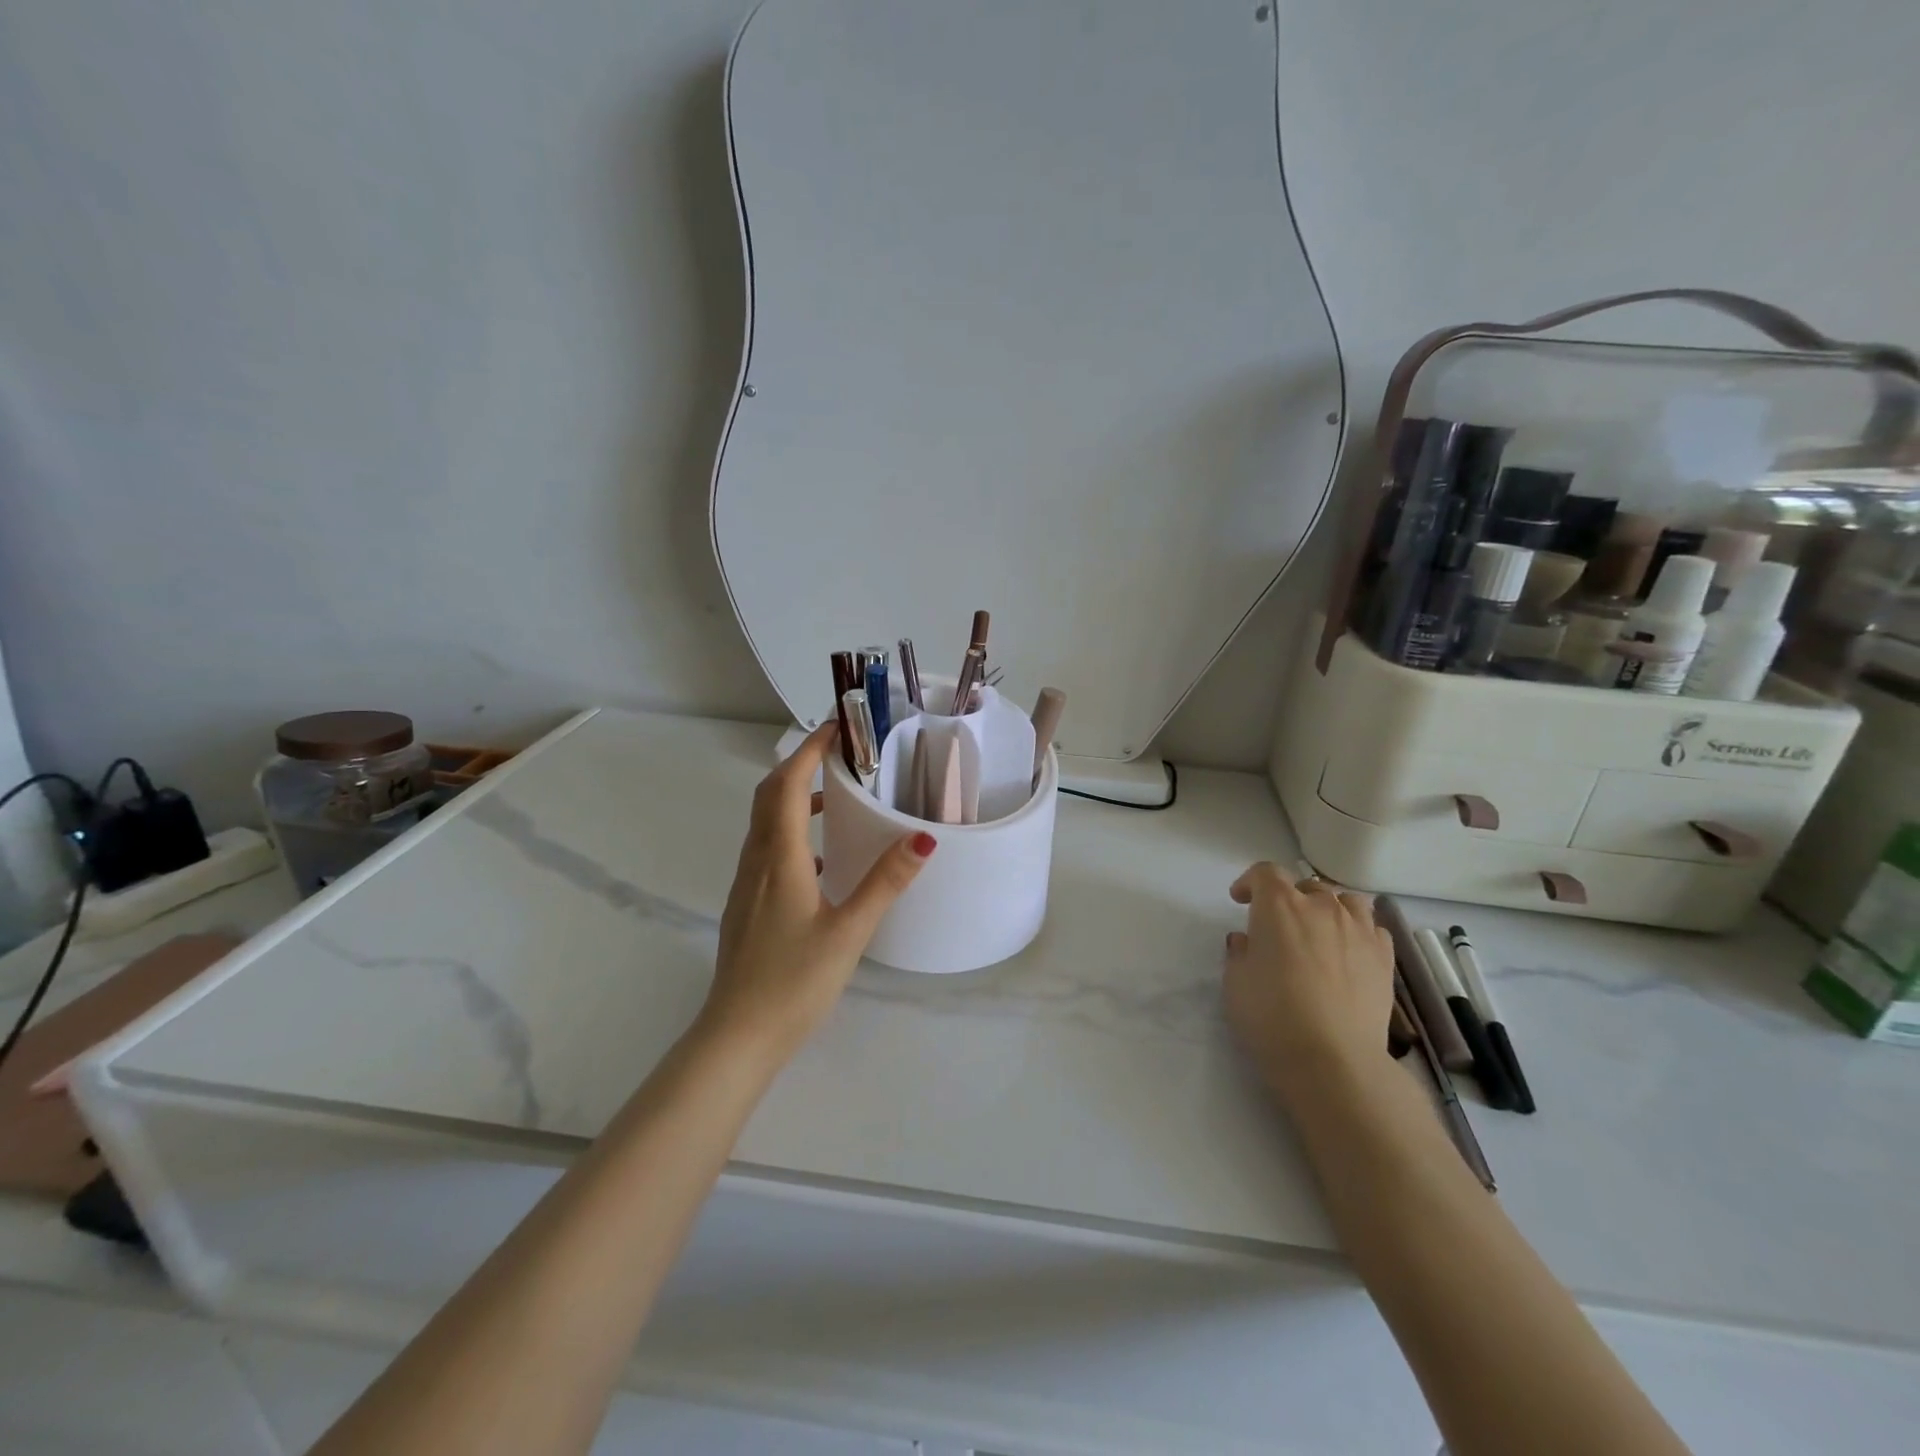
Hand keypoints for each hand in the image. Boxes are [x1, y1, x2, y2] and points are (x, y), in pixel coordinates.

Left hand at [699, 723, 936, 1061]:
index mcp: (778, 859)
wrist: (738, 1036)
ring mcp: (746, 884)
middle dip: (800, 765)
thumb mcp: (849, 931)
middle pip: (769, 795)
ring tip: (837, 796)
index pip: (786, 785)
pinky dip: (791, 831)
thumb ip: (885, 882)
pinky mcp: (747, 904)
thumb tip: (923, 838)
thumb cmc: (794, 982)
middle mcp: (756, 862)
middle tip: (841, 754)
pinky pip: (767, 849)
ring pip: (765, 822)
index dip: (809, 750)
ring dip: (794, 797)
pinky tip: (822, 857)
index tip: (838, 726)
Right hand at [1223, 863, 1394, 1107]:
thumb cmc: (1271, 1016)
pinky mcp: (1384, 958)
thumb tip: (1248, 941)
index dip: (1251, 882)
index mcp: (1279, 906)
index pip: (1265, 872)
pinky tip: (1348, 951)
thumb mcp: (1235, 982)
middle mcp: (1321, 907)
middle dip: (1289, 897)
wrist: (1332, 1059)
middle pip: (1307, 885)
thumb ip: (1240, 953)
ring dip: (1328, 908)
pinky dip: (1358, 930)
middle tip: (1278, 925)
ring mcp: (1358, 930)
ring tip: (1319, 930)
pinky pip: (1372, 928)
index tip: (1241, 900)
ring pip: (1346, 901)